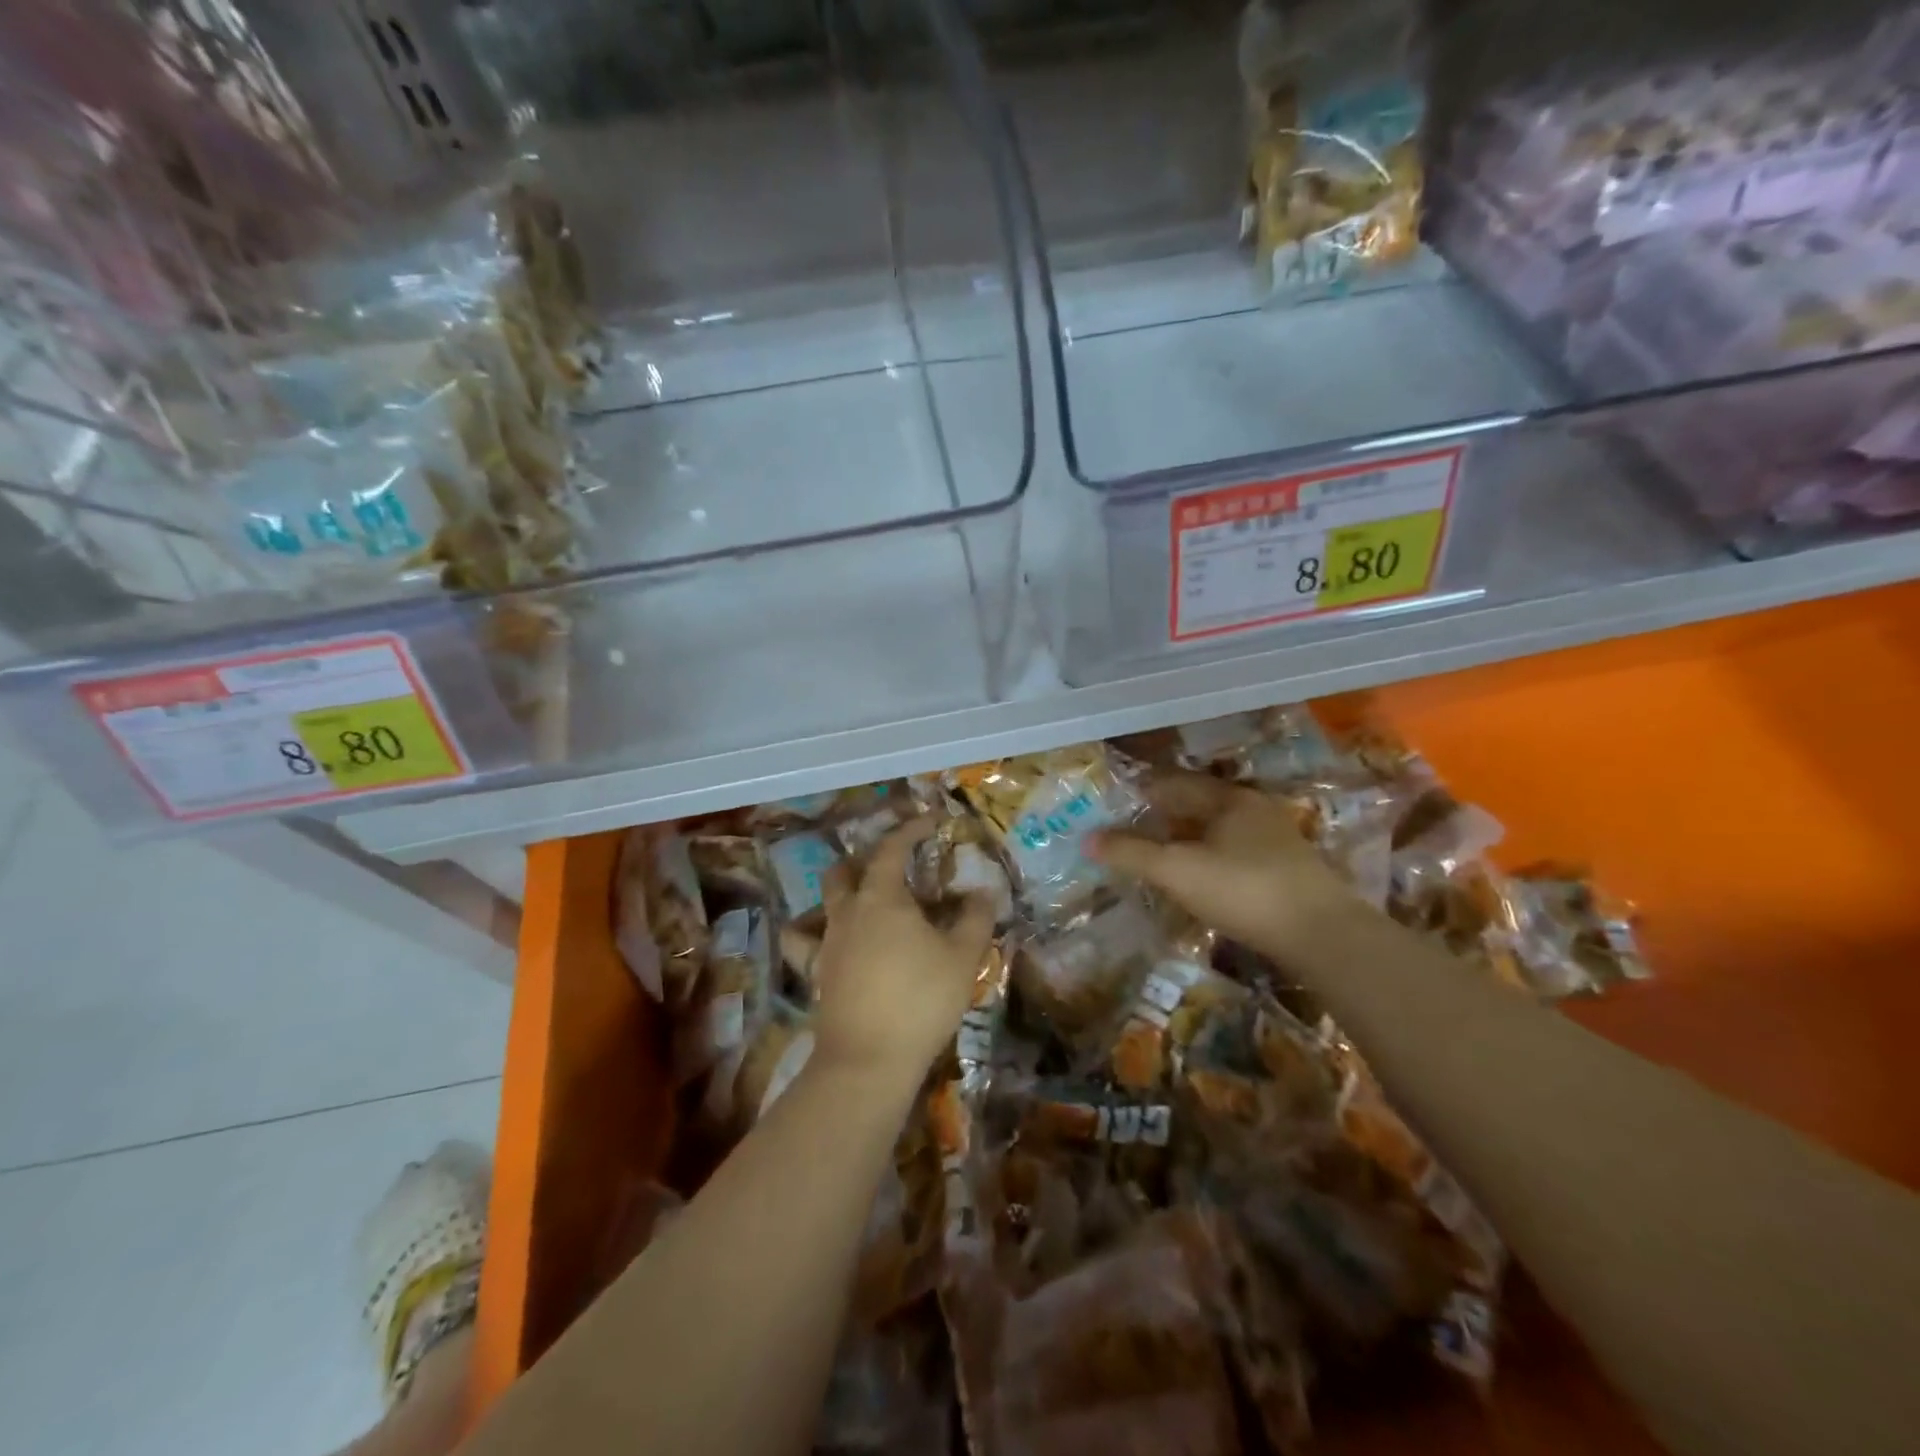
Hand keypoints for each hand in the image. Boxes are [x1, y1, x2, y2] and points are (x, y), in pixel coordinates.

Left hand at [811, 817, 996, 1085]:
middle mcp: (847, 912)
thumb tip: (982, 892)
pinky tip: (836, 943)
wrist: (867, 1061)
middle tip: (893, 865)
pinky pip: (809, 943)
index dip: (911, 829)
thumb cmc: (920, 1000)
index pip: (892, 849)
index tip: (930, 821)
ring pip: (824, 903)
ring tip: (865, 900)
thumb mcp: (962, 958)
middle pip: (844, 870)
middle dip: (866, 859)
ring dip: (842, 892)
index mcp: (881, 898)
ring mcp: (826, 943)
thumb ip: (975, 919)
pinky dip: (819, 933)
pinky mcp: (817, 974)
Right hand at [1087, 771, 1356, 953]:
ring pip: (1217, 831)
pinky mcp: (1286, 871)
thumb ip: (1131, 853)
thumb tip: (1086, 839)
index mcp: (1228, 799)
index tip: (1115, 801)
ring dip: (1186, 839)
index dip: (1143, 790)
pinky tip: (1196, 878)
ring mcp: (1274, 841)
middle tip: (1129, 829)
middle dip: (1163, 815)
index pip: (1175, 783)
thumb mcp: (1177, 870)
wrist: (1322, 935)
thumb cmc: (1243, 889)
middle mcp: (1253, 810)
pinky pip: (1233, 853)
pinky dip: (1207, 858)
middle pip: (1198, 805)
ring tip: (1156, 854)